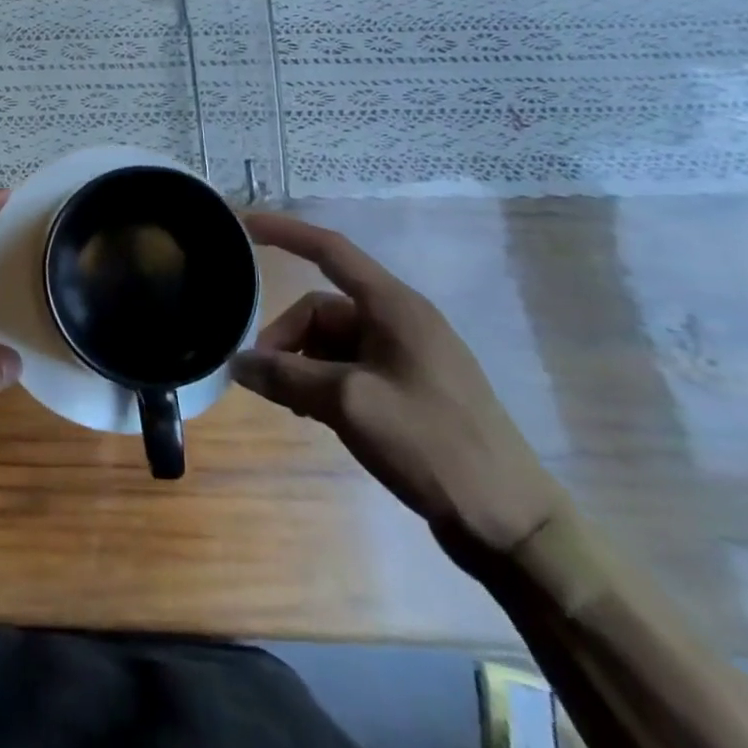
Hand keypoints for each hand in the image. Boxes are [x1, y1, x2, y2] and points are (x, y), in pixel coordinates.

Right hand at [232, 214, 565, 553]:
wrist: (510, 523)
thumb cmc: (432, 444)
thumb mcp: (349, 404)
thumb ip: (287, 376)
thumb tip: (237, 363)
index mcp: (393, 307)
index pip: (330, 250)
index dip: (285, 232)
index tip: (244, 225)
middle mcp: (399, 322)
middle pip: (321, 309)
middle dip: (285, 338)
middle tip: (263, 379)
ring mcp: (406, 357)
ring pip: (330, 342)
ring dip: (301, 365)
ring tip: (290, 404)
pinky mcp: (408, 390)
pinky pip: (348, 368)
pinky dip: (322, 382)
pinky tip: (312, 414)